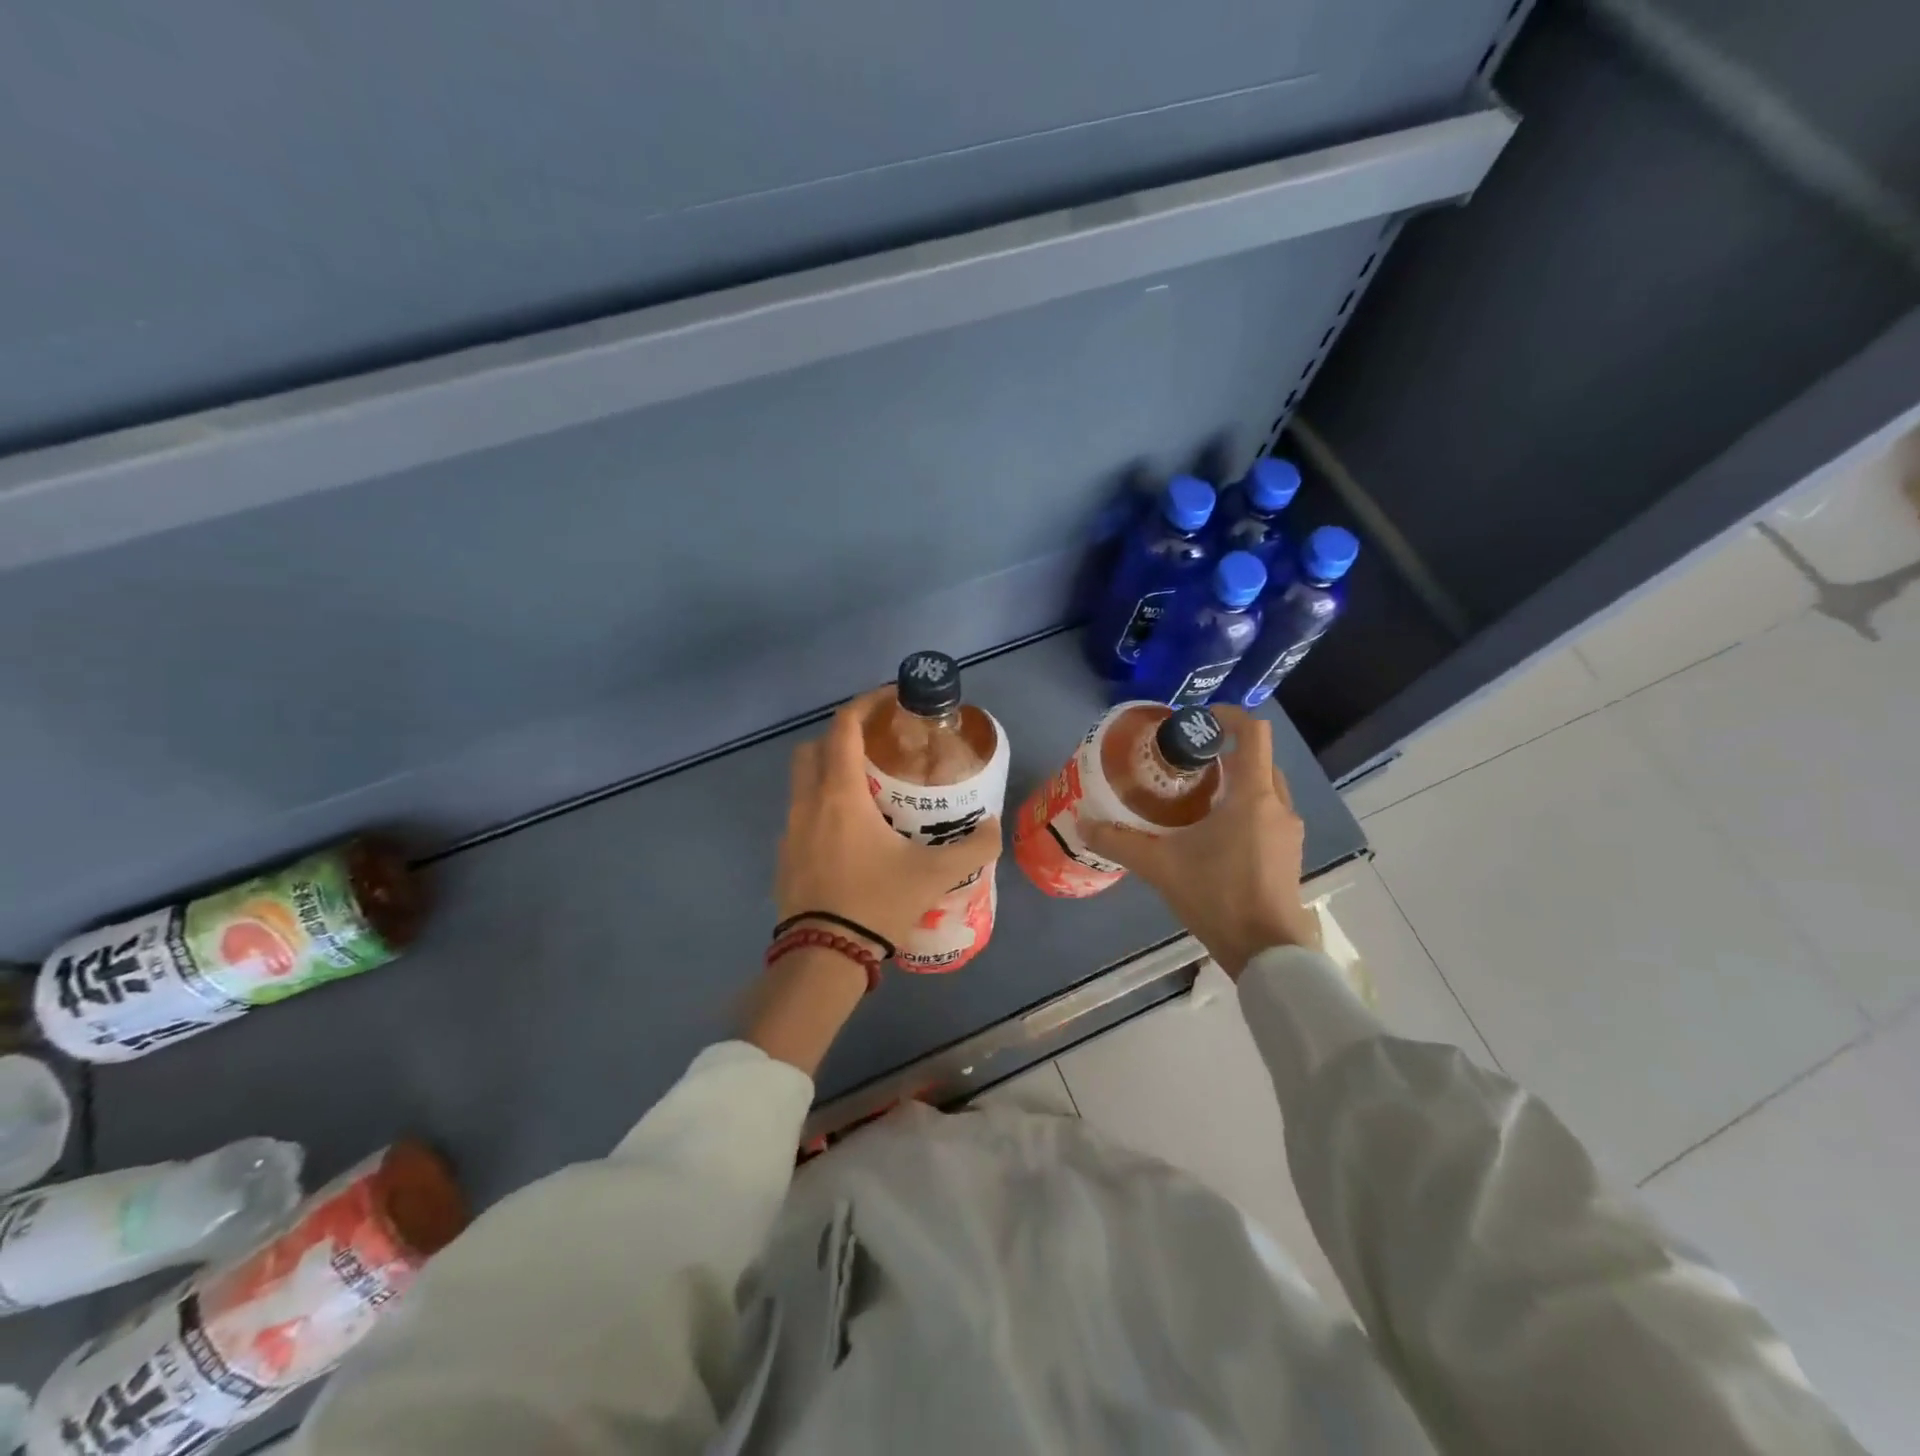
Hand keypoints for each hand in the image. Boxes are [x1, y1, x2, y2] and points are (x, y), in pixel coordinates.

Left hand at [775, 686, 1002, 957]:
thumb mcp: (934, 874)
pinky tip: (850, 835)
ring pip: (802, 781)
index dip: (866, 704)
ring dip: (829, 772)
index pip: (844, 727)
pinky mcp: (784, 855)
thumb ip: (972, 848)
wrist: (823, 957)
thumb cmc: (875, 903)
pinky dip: (821, 807)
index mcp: (840, 794)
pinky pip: (800, 813)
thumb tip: (993, 828)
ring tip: (867, 792)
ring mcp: (790, 829)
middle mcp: (808, 802)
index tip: (891, 700)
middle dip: (843, 737)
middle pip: (814, 747)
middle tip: (878, 750)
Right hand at [1082, 706, 1319, 977]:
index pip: (1253, 733)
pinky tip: (1214, 835)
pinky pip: (1268, 815)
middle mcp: (1277, 806)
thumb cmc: (1219, 896)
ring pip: (1264, 789)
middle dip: (1226, 753)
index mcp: (1252, 796)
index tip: (1198, 721)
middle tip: (1187, 764)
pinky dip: (1244, 809)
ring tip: (1196, 798)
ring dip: (1236, 784)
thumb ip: (1120, 842)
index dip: (1229, 716)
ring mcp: (1288, 832)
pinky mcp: (1289, 855)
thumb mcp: (1161, 867)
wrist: (1269, 953)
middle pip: (1258, 760)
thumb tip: (1083, 824)